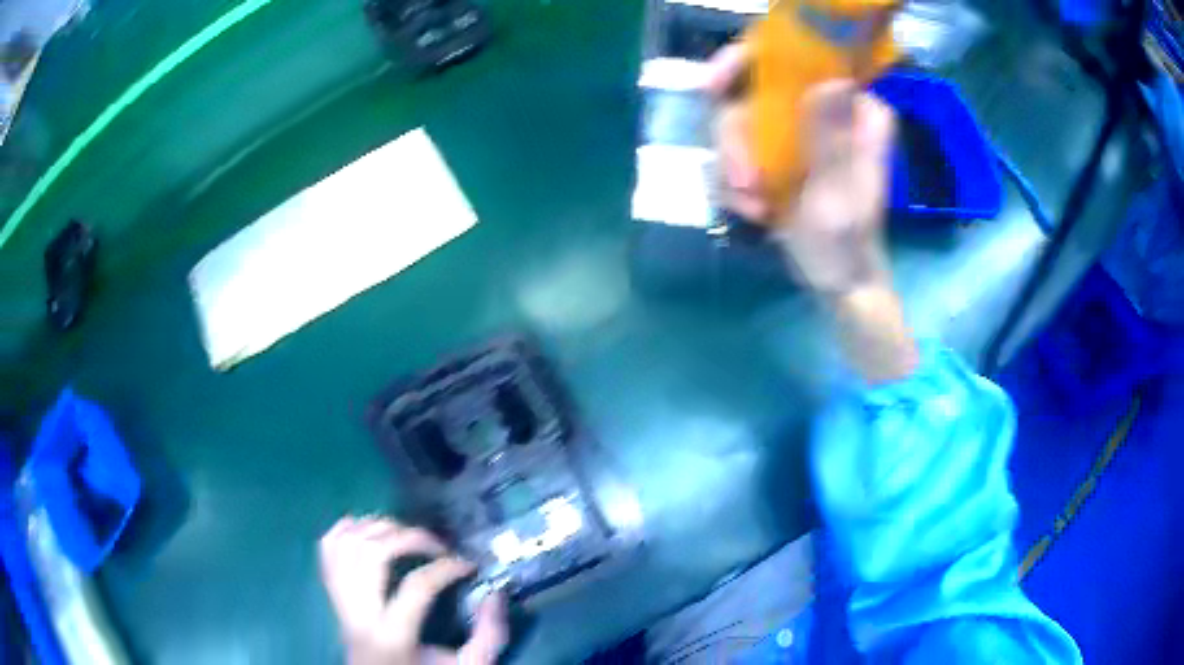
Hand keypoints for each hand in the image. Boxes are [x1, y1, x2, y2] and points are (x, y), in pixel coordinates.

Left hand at [318, 516, 506, 664]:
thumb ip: (488, 636)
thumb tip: (495, 594)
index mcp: (391, 636)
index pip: (416, 586)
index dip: (447, 567)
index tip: (469, 566)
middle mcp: (358, 614)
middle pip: (370, 553)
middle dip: (408, 537)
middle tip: (436, 544)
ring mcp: (339, 602)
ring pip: (345, 545)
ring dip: (377, 528)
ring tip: (406, 534)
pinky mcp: (331, 595)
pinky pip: (326, 549)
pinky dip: (345, 530)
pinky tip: (369, 530)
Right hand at [706, 45, 894, 295]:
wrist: (835, 279)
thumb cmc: (847, 245)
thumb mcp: (838, 196)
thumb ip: (832, 141)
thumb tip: (829, 81)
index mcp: (854, 110)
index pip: (799, 59)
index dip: (749, 61)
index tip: (713, 87)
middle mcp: (824, 108)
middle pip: (753, 89)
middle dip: (737, 139)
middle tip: (743, 182)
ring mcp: (797, 128)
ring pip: (738, 121)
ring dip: (734, 165)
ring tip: (753, 207)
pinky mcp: (776, 149)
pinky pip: (736, 148)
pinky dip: (736, 181)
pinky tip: (754, 211)